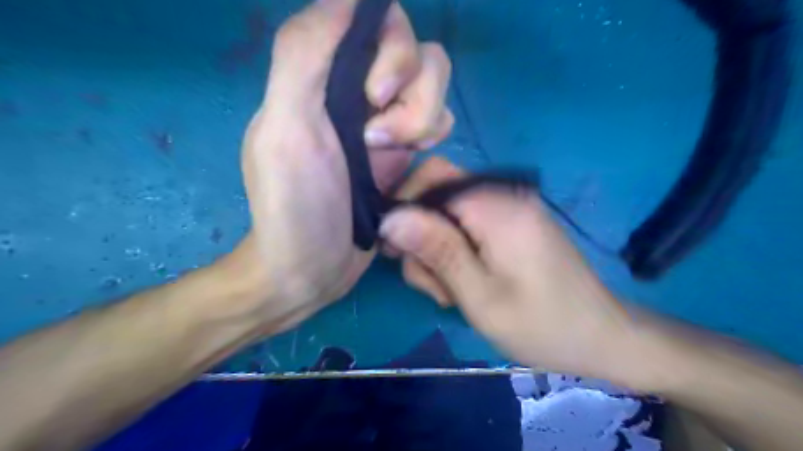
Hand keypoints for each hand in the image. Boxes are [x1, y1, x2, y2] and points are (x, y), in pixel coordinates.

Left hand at [237, 0, 450, 331]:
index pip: (377, 21)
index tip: (376, 94)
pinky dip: (432, 139)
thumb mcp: (286, 128)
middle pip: (418, 53)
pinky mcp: (405, 152)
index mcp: (326, 76)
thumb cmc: (295, 205)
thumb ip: (303, 55)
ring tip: (386, 159)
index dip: (391, 47)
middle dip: (412, 97)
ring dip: (422, 121)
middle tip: (377, 141)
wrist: (312, 268)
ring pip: (435, 89)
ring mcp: (387, 122)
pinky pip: (440, 123)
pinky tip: (405, 170)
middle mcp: (359, 91)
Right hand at [380, 158, 636, 380]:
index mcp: (495, 205)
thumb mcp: (479, 294)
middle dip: (422, 239)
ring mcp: (507, 209)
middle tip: (435, 286)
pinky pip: (466, 226)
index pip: (429, 177)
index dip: (403, 208)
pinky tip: (465, 285)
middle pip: (435, 196)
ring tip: (453, 293)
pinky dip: (456, 253)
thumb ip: (436, 250)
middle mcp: (501, 195)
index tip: (396, 252)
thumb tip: (390, 217)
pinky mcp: (510, 225)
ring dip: (438, 253)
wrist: (600, 336)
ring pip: (446, 215)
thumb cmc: (541, 324)